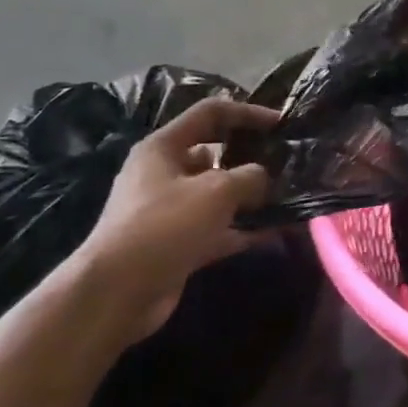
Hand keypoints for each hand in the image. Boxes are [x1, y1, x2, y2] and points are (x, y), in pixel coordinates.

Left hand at [76, 97, 278, 341]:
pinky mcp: (179, 243)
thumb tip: (263, 177)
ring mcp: (171, 211)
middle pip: (216, 154)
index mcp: (164, 147)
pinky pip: (219, 228)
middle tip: (287, 163)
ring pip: (220, 194)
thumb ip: (250, 175)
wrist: (117, 293)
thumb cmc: (165, 225)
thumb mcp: (216, 190)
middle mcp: (164, 174)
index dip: (247, 112)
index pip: (210, 114)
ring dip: (252, 196)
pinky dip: (245, 228)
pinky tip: (277, 230)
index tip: (281, 123)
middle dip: (251, 157)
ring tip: (289, 195)